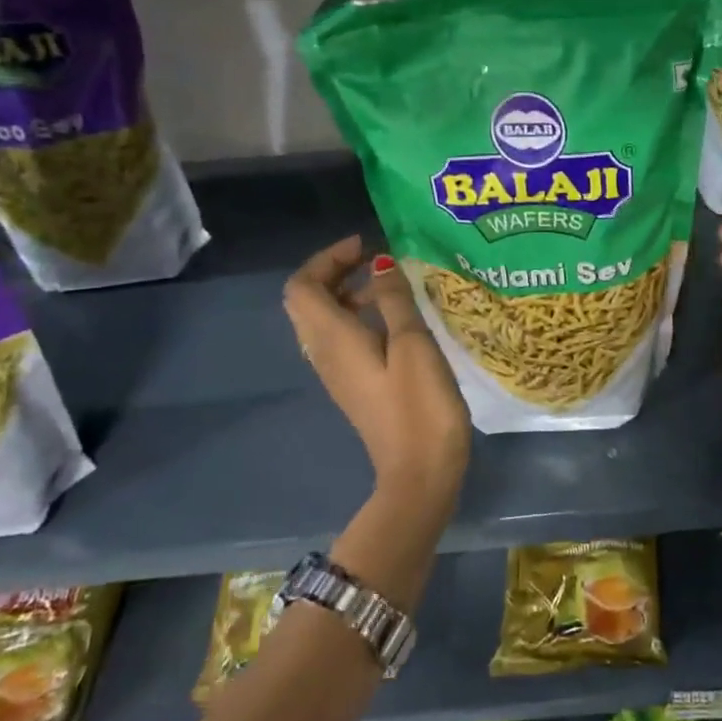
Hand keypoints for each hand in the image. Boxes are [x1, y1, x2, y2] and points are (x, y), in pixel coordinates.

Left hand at [283, 236, 470, 505]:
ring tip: (392, 286)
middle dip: (335, 272)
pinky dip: (359, 318)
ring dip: (349, 294)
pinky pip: (341, 340)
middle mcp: (324, 353)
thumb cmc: (419, 408)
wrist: (419, 474)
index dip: (327, 258)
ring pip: (324, 321)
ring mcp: (337, 374)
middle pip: (308, 301)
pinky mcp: (354, 387)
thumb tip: (380, 264)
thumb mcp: (413, 345)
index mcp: (333, 339)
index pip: (302, 286)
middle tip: (376, 260)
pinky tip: (396, 322)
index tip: (366, 245)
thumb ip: (395, 301)